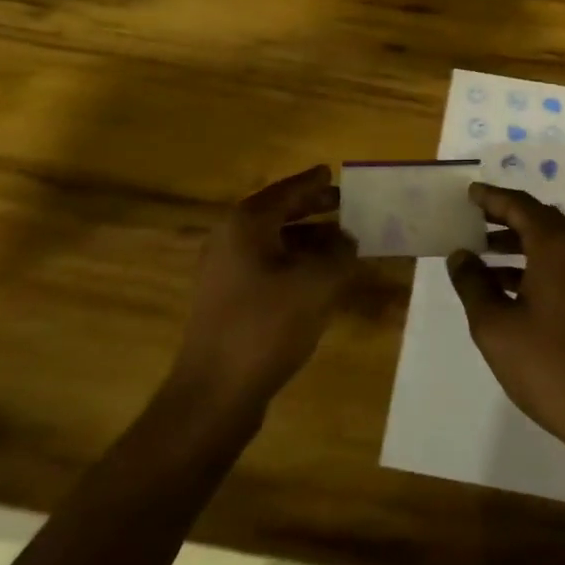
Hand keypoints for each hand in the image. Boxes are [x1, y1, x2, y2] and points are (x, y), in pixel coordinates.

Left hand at [173, 166, 359, 409]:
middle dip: (313, 209)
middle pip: (277, 214)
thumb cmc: (266, 326)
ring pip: (274, 243)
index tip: (333, 172)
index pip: (286, 191)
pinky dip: (295, 264)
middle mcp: (230, 240)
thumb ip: (339, 255)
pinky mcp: (227, 300)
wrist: (215, 392)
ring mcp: (224, 272)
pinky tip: (320, 278)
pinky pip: (268, 267)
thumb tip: (349, 240)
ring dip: (308, 240)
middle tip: (345, 205)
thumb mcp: (316, 285)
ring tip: (343, 242)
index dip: (313, 182)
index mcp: (246, 224)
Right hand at [447, 183, 564, 455]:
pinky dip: (535, 266)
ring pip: (553, 245)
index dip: (492, 198)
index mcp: (558, 247)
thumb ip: (473, 284)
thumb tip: (460, 255)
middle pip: (540, 220)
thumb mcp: (495, 325)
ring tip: (481, 256)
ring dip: (518, 245)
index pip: (521, 205)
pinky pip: (564, 267)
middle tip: (471, 221)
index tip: (468, 194)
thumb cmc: (548, 365)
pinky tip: (509, 289)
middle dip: (504, 218)